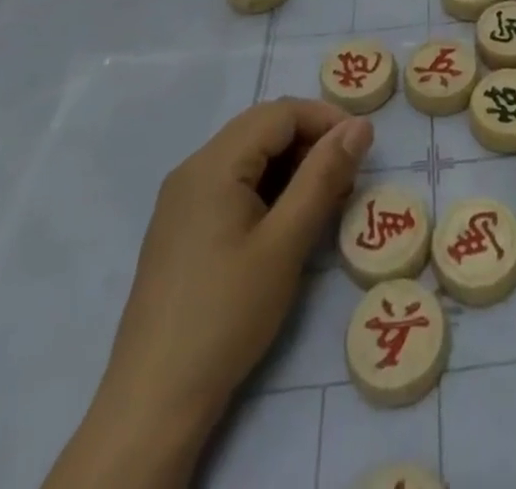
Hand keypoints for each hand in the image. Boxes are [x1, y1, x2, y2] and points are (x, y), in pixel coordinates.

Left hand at [45, 99, 371, 488]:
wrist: (153, 403)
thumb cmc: (226, 314)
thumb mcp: (286, 243)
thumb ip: (324, 176)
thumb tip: (360, 125)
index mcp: (213, 163)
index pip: (280, 112)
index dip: (325, 119)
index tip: (363, 147)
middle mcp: (192, 169)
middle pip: (262, 128)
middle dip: (310, 141)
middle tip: (347, 175)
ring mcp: (182, 200)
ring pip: (248, 156)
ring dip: (291, 165)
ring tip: (325, 200)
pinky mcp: (181, 228)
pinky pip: (232, 184)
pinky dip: (268, 188)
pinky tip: (287, 222)